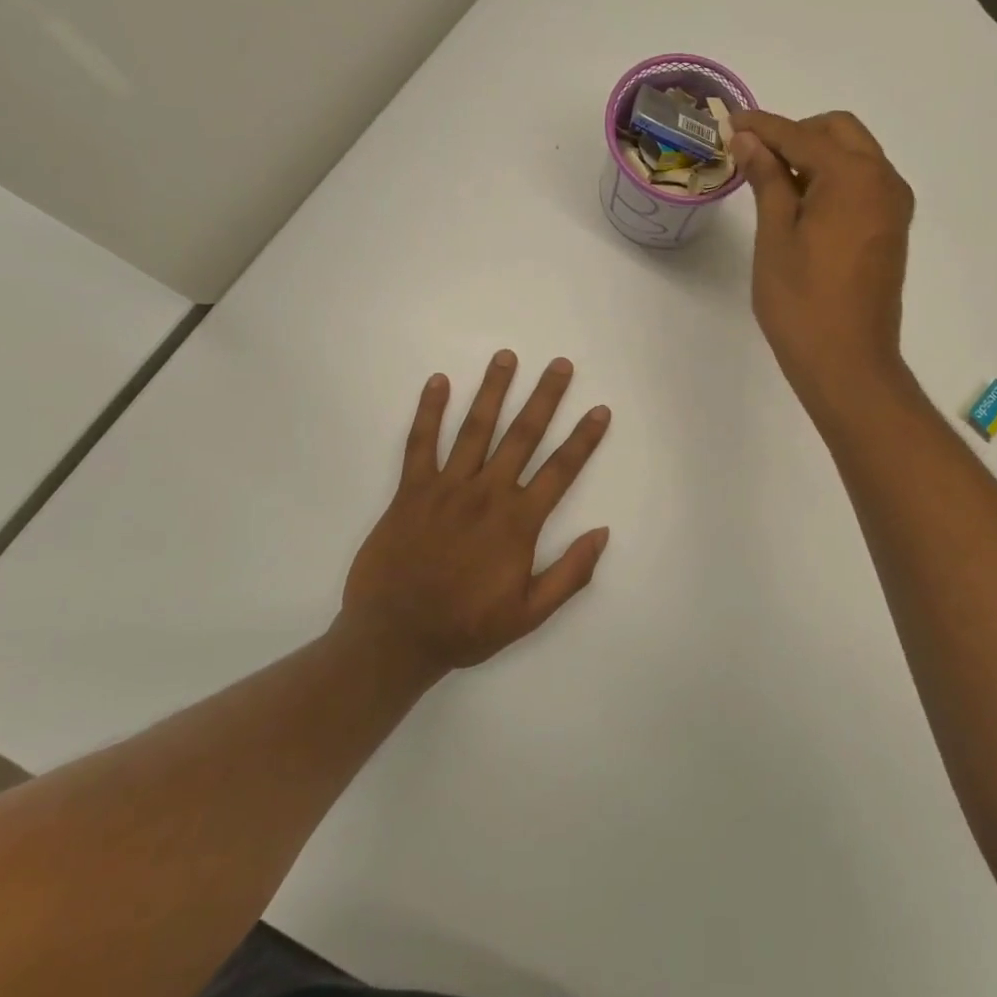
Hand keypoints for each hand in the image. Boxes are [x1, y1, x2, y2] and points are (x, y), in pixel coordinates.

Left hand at [338, 352, 611, 680]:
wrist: (394, 638)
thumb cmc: (466, 627)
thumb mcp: (529, 614)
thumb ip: (570, 574)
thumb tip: (602, 533)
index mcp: (518, 522)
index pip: (560, 470)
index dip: (583, 439)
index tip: (600, 409)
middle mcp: (486, 494)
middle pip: (522, 436)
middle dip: (544, 397)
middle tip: (560, 364)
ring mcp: (446, 488)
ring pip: (475, 429)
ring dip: (493, 391)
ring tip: (506, 357)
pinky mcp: (410, 491)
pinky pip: (420, 443)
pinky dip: (428, 411)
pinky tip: (438, 382)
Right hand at [731, 111, 915, 415]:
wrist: (848, 364)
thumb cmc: (802, 303)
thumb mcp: (775, 237)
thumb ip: (767, 180)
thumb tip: (751, 140)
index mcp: (854, 176)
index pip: (802, 135)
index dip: (763, 127)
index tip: (731, 121)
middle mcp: (884, 181)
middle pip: (839, 132)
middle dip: (796, 133)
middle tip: (754, 154)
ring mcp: (893, 207)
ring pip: (855, 157)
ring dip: (816, 156)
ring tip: (772, 181)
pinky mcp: (891, 230)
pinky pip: (862, 185)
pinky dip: (833, 180)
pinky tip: (801, 204)